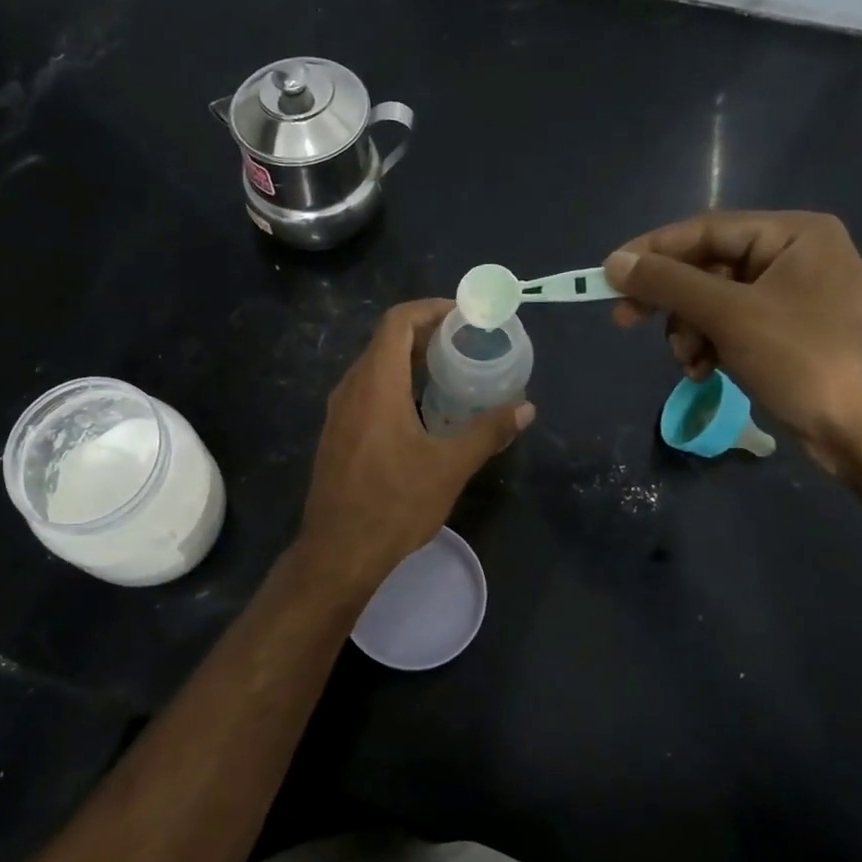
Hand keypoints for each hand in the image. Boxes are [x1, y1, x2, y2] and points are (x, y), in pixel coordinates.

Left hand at [298, 299, 533, 591]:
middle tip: (466, 344)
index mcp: (376, 384)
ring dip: (409, 362)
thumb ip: (488, 432)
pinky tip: (420, 412)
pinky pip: (366, 393)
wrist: (338, 552)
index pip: (398, 321)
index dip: (431, 310)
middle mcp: (350, 389)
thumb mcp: (449, 467)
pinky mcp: (335, 435)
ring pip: (374, 368)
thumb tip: (526, 409)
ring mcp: (338, 413)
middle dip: (426, 335)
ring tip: (449, 374)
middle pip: (385, 341)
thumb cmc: (394, 504)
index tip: (464, 317)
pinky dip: (394, 387)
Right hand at [603, 211, 861, 472]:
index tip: (606, 277)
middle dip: (671, 301)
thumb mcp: (730, 315)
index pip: (704, 230)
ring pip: (712, 302)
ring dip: (689, 331)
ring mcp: (792, 297)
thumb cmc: (807, 359)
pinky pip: (729, 327)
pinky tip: (707, 372)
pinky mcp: (786, 334)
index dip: (651, 252)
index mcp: (793, 234)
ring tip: (691, 362)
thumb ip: (669, 284)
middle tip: (625, 321)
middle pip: (706, 267)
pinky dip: (709, 347)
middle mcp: (793, 256)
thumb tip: (614, 262)